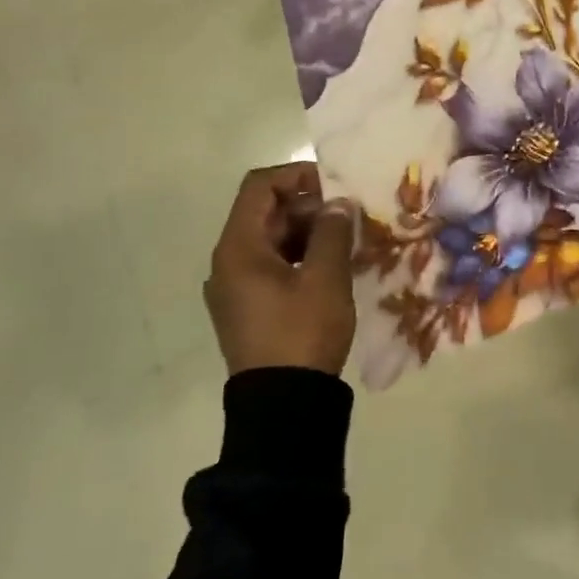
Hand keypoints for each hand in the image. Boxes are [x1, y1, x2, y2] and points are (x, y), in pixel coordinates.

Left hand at [204, 163, 357, 376]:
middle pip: (265, 213)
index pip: (259, 187)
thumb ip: (332, 231)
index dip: (297, 175)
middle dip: (309, 207)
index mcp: (238, 248)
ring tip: (347, 242)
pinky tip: (332, 269)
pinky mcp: (248, 308)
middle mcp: (228, 262)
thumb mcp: (325, 278)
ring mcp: (236, 287)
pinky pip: (273, 266)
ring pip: (272, 240)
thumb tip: (337, 203)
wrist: (283, 403)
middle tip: (350, 217)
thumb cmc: (302, 332)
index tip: (335, 186)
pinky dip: (301, 257)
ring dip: (308, 232)